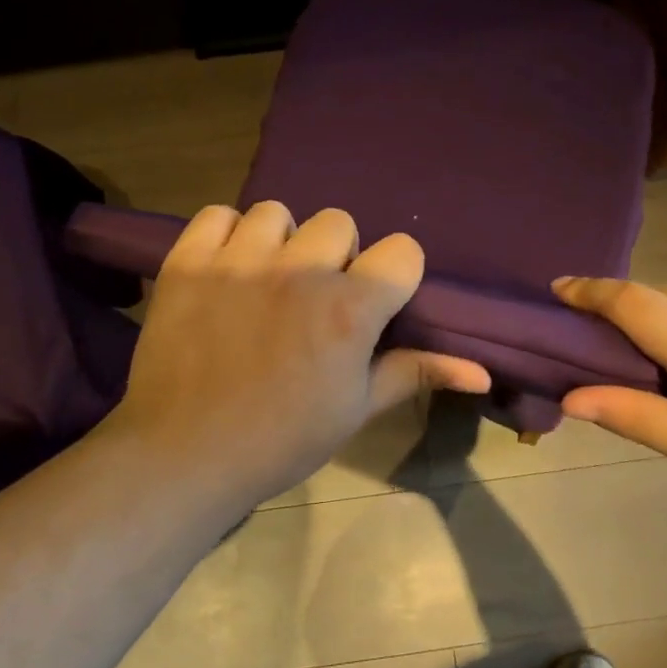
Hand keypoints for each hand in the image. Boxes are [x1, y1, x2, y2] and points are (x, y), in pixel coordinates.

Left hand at [109, 202, 491, 503]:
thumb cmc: (280, 439)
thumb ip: (414, 372)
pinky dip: (225, 235)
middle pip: (338, 222)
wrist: (184, 454)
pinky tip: (225, 269)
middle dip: (335, 256)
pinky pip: (218, 215)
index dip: (394, 275)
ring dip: (280, 242)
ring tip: (265, 281)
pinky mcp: (189, 260)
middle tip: (313, 298)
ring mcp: (239, 260)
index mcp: (348, 309)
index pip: (402, 251)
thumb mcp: (355, 409)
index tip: (375, 301)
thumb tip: (483, 372)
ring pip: (277, 213)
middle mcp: (299, 271)